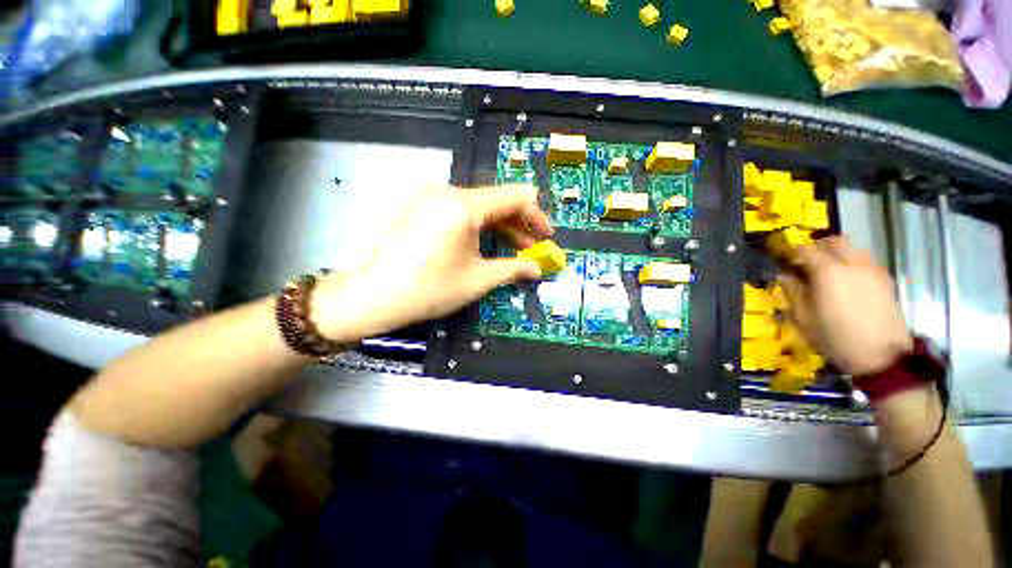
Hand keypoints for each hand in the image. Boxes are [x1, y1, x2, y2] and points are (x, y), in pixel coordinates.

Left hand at [310, 185, 552, 341]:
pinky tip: (485, 243)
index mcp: (463, 206)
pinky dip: (477, 226)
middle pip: (495, 201)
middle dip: (518, 223)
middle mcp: (447, 192)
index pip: (513, 198)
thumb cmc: (429, 289)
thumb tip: (537, 269)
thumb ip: (513, 269)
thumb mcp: (478, 280)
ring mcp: (430, 197)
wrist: (373, 296)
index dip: (536, 216)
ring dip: (498, 226)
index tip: (547, 235)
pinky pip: (459, 211)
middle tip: (533, 246)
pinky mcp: (420, 207)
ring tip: (514, 248)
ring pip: (477, 206)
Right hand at [780, 236, 912, 375]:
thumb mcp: (804, 319)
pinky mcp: (886, 281)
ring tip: (830, 271)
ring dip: (839, 253)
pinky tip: (849, 282)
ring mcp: (873, 271)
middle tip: (808, 261)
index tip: (784, 260)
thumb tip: (785, 276)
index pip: (806, 250)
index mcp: (828, 272)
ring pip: (855, 249)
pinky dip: (855, 263)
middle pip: (836, 241)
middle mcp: (852, 264)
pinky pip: (867, 262)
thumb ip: (793, 293)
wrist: (882, 358)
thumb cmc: (836, 338)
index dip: (792, 252)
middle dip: (819, 247)